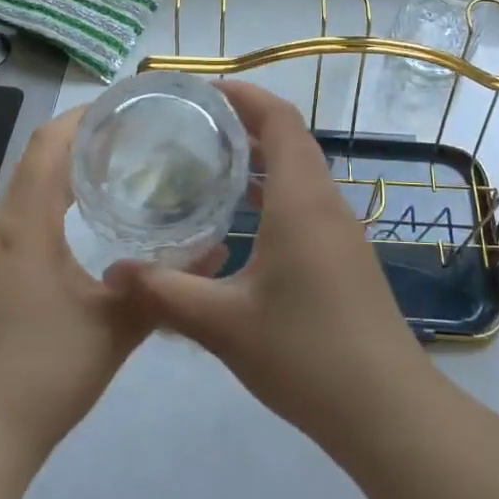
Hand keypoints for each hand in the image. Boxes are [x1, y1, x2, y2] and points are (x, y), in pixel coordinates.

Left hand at [0, 107, 148, 462]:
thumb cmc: (46, 372)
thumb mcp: (118, 324)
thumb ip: (168, 284)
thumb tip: (218, 248)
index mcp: (27, 224)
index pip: (52, 143)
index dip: (88, 115)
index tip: (132, 105)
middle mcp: (4, 226)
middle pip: (41, 156)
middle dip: (86, 135)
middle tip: (140, 131)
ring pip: (33, 184)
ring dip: (72, 164)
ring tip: (124, 161)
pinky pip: (29, 212)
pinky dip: (60, 195)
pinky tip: (94, 215)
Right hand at [103, 81, 435, 449]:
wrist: (385, 408)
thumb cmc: (305, 354)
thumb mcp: (223, 324)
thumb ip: (164, 292)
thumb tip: (113, 272)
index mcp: (302, 201)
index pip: (280, 120)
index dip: (246, 95)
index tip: (205, 90)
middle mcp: (326, 203)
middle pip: (291, 140)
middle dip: (247, 123)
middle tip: (195, 125)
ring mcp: (341, 230)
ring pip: (301, 173)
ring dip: (262, 159)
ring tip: (210, 164)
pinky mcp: (345, 256)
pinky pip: (307, 202)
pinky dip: (275, 192)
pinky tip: (242, 221)